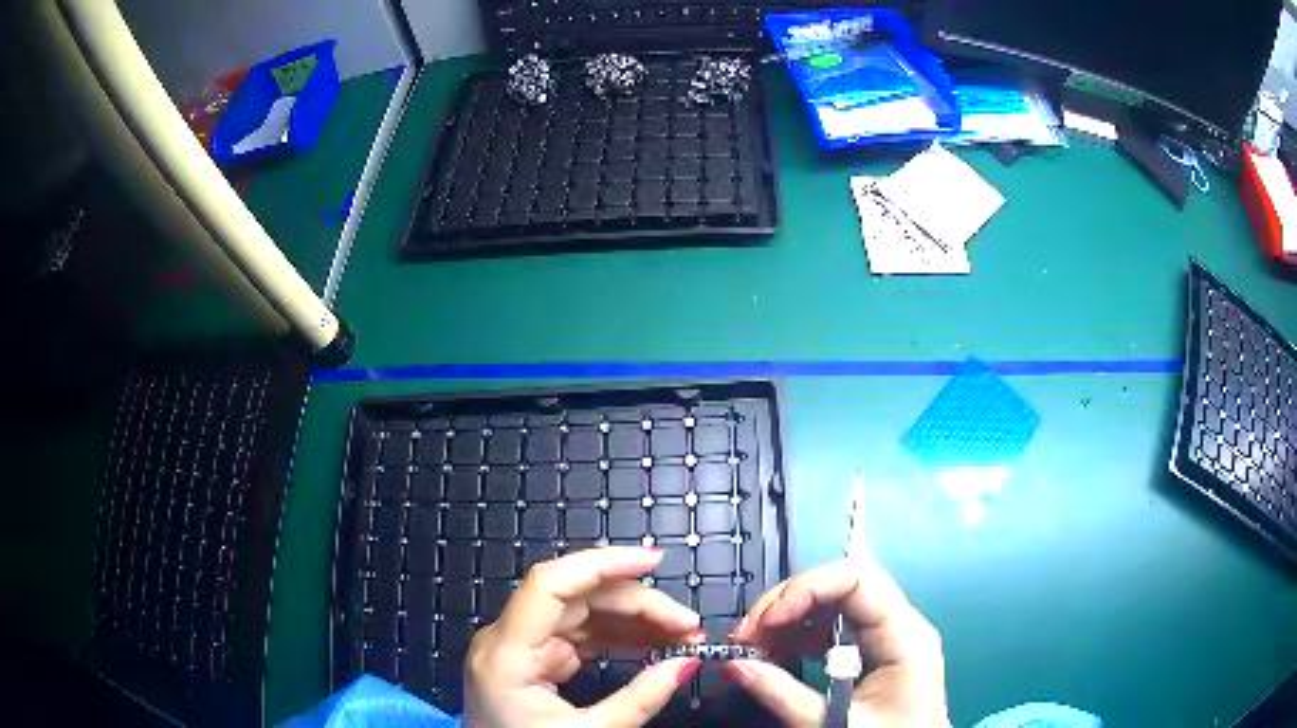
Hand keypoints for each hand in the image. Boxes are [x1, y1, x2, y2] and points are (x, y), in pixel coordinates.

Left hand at [463, 547, 704, 727]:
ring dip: (634, 620)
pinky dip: (618, 637)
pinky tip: (653, 642)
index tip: (655, 561)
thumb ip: (640, 698)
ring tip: (682, 635)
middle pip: (575, 599)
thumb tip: (688, 662)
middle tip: (689, 625)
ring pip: (581, 614)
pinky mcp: (534, 660)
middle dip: (637, 604)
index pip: (550, 584)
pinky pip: (579, 636)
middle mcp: (507, 639)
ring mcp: (520, 648)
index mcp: (506, 653)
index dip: (602, 563)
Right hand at [725, 558, 948, 727]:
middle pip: (842, 585)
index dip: (806, 589)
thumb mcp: (835, 724)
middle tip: (747, 637)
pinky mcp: (877, 650)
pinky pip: (836, 626)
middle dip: (789, 604)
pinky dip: (802, 635)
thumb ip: (784, 695)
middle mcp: (902, 625)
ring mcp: (890, 636)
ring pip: (835, 602)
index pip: (857, 579)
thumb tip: (734, 665)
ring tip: (758, 650)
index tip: (764, 622)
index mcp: (906, 637)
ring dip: (790, 619)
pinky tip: (782, 657)